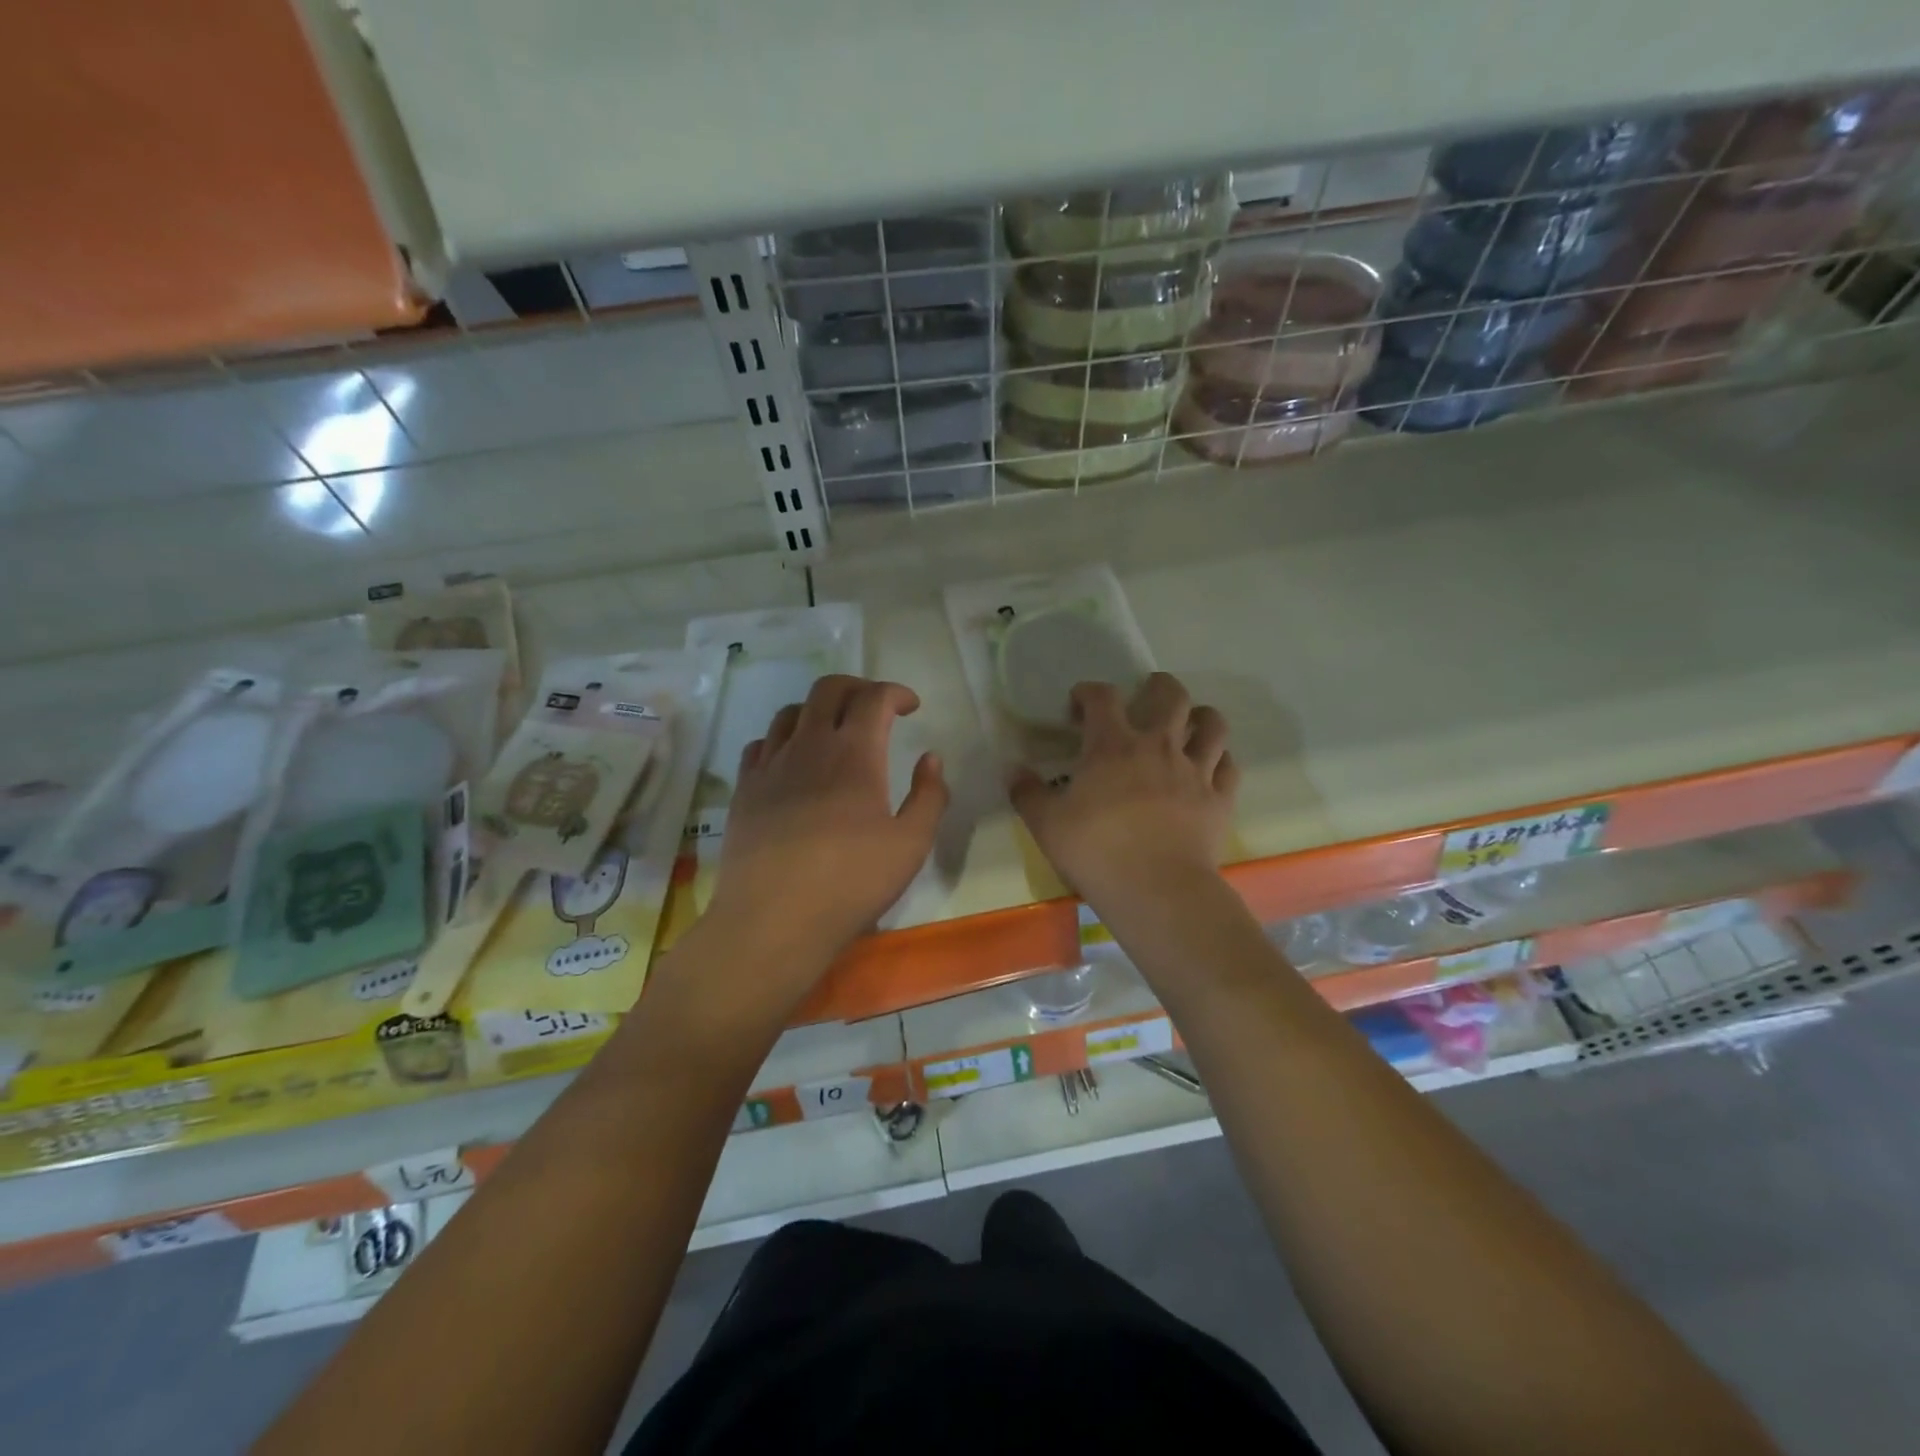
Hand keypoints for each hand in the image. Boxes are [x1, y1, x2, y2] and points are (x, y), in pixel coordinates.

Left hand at [709, 675, 947, 979]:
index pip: (874, 698)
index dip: (896, 692)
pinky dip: (783, 739)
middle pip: (828, 689)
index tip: (911, 706)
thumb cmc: (851, 882)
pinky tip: (792, 761)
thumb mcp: (911, 844)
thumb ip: (929, 796)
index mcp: (855, 753)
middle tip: (875, 707)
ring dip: (818, 710)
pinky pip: (761, 744)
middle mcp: (809, 745)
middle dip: (857, 687)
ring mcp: (771, 765)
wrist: (773, 919)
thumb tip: (930, 759)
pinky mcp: (744, 789)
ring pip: (791, 712)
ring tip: (833, 731)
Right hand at [1011, 673, 1237, 912]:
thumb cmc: (1096, 851)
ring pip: (1212, 724)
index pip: (1102, 697)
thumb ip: (1027, 792)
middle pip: (1171, 695)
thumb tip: (1014, 770)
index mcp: (1112, 745)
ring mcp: (1195, 771)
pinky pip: (1229, 766)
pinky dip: (1220, 759)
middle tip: (1147, 695)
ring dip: (1200, 716)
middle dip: (1158, 686)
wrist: (1157, 889)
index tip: (1078, 706)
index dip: (1089, 692)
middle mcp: (1158, 746)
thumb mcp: (1046, 824)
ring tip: (1190, 722)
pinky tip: (1210, 767)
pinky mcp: (1219, 798)